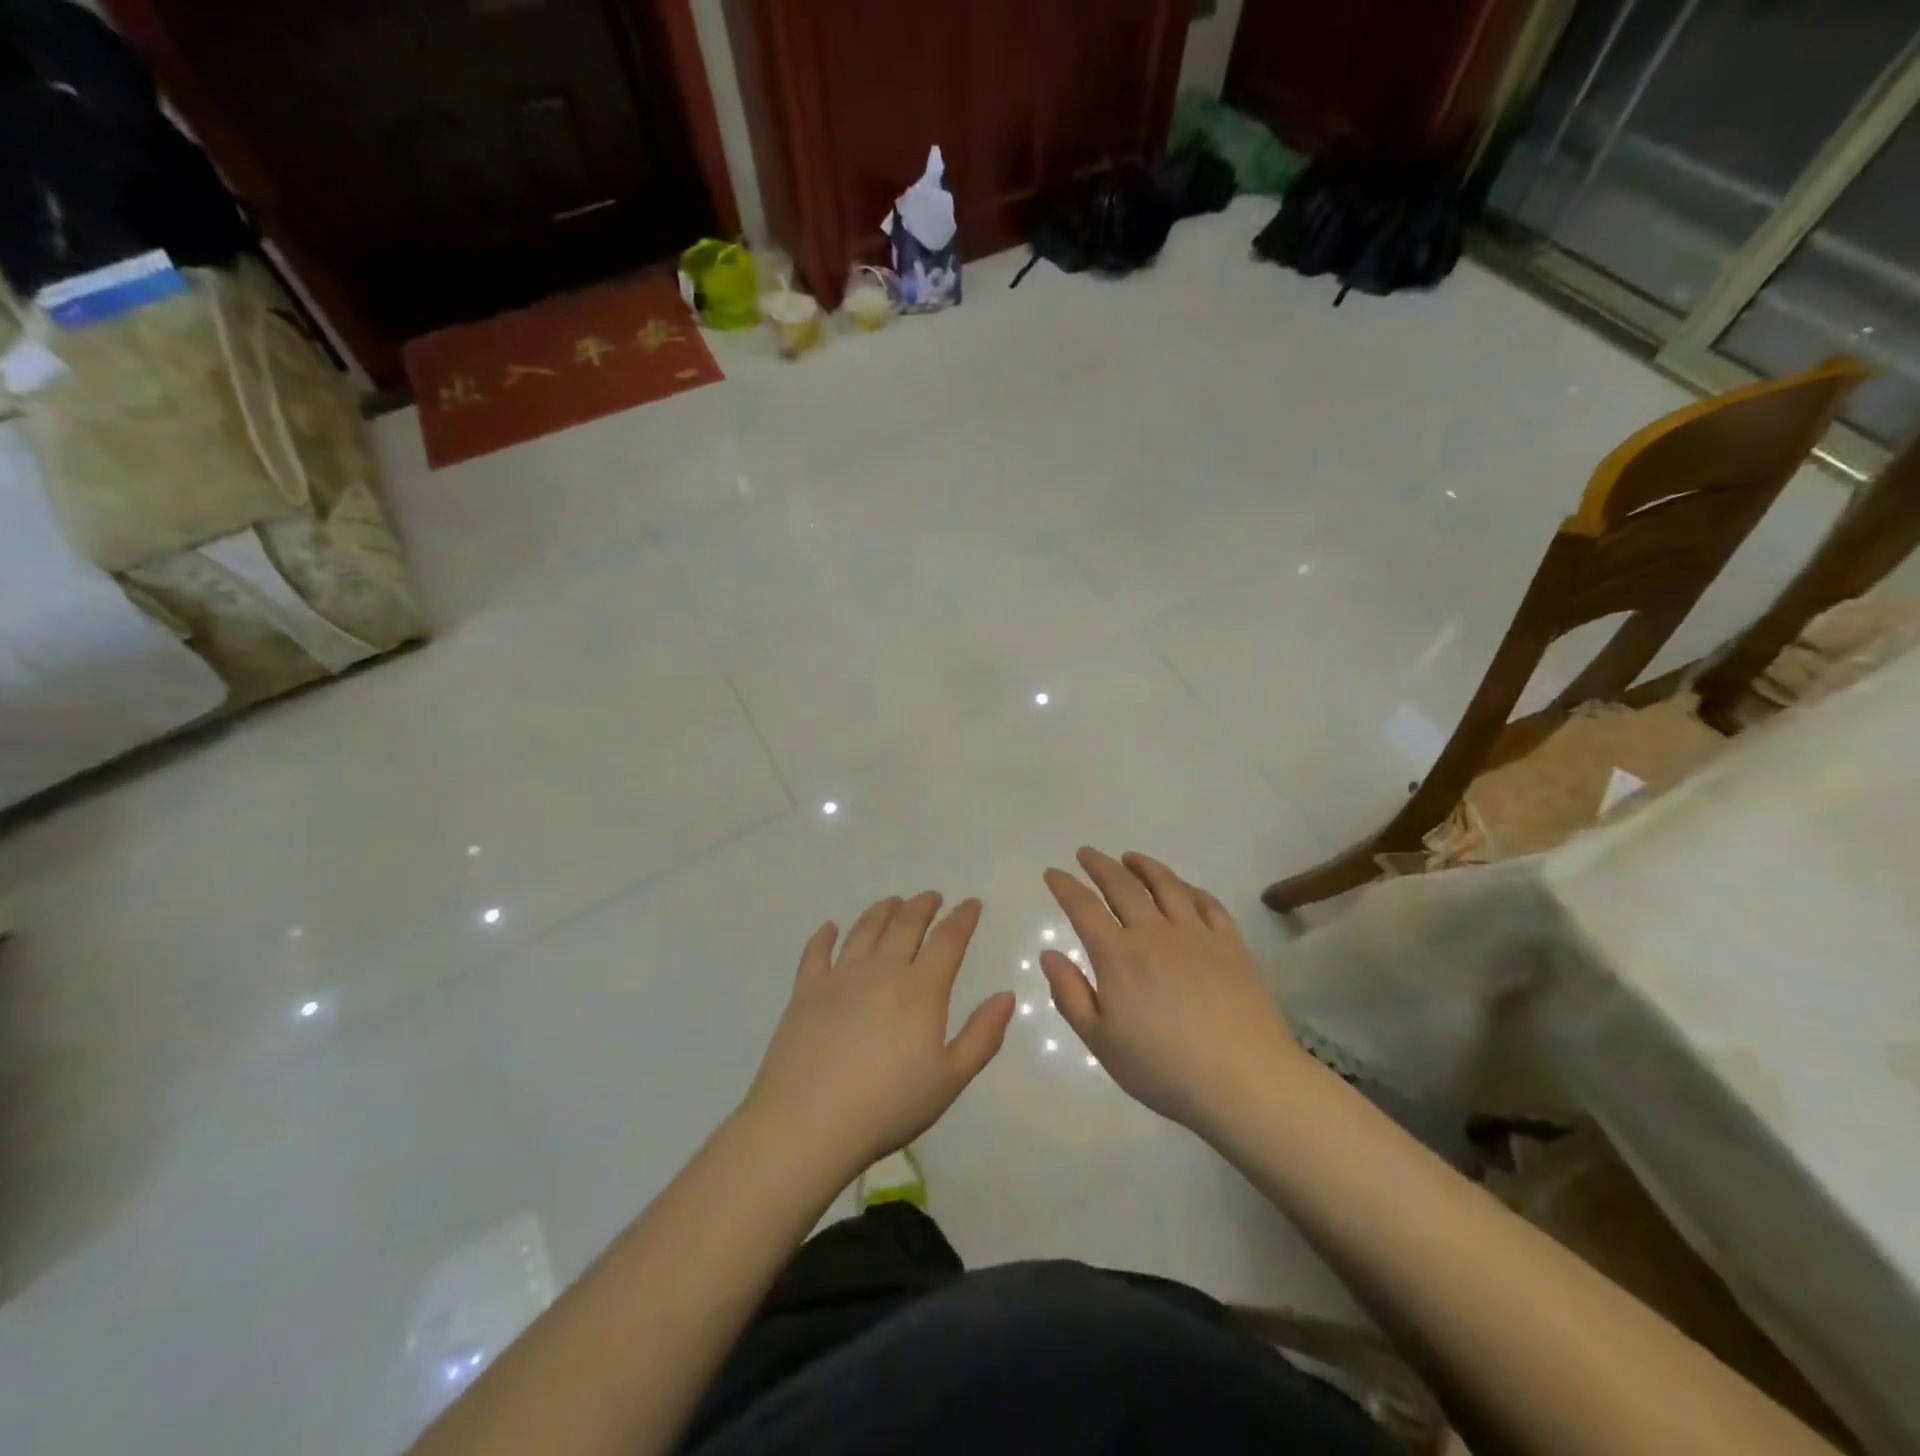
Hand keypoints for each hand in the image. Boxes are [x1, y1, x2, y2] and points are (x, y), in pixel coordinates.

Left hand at [745, 892, 1014, 1173]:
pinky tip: (830, 928)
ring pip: (865, 929)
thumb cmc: (888, 1105)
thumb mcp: (949, 1079)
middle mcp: (882, 970)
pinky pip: (817, 952)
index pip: (948, 940)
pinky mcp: (806, 990)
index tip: (971, 903)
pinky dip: (825, 935)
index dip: (962, 918)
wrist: (809, 1122)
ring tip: (893, 902)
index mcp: (921, 989)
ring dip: (882, 911)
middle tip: (932, 897)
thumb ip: (982, 1035)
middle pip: (905, 925)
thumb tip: (1007, 995)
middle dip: (923, 906)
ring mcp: (840, 976)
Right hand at [1042, 848, 1305, 1137]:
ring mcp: (1196, 935)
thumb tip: (1050, 954)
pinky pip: (1208, 904)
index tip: (1053, 872)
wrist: (1243, 1080)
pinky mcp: (1231, 945)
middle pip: (1123, 886)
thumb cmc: (1162, 1068)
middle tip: (1087, 853)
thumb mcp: (1100, 1041)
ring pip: (1167, 885)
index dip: (1065, 886)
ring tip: (1131, 857)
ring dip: (1144, 866)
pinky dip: (1190, 889)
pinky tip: (1185, 889)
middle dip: (1100, 865)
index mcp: (1118, 956)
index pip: (1083, 907)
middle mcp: (1154, 933)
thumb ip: (1070, 994)